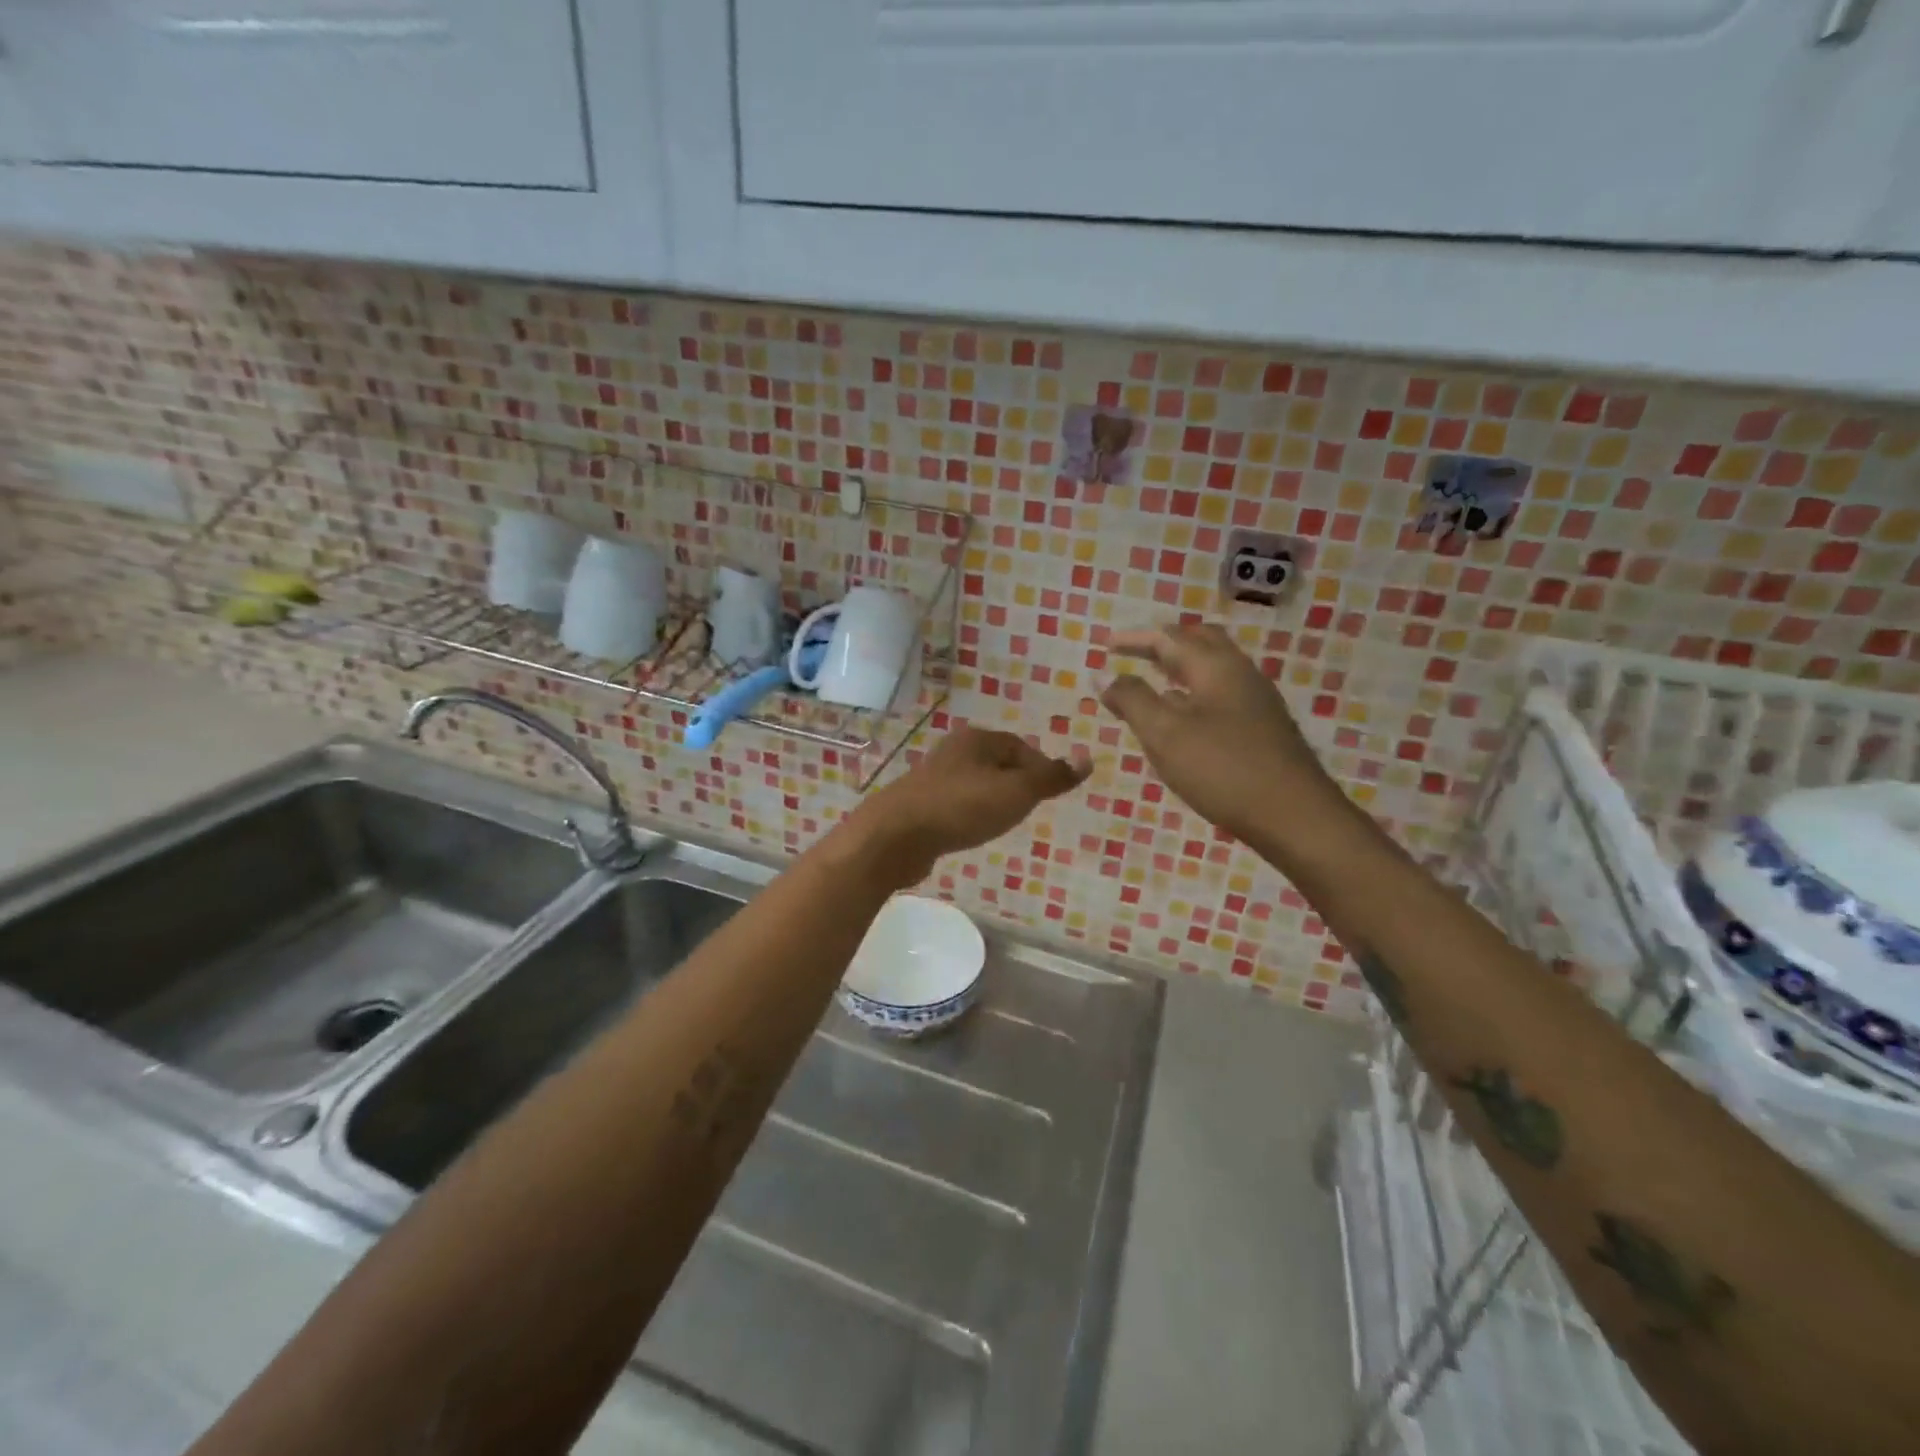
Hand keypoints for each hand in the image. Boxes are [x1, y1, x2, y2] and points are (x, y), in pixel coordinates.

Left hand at [842, 725, 1090, 886]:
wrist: (897, 835)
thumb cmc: (963, 807)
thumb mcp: (1017, 792)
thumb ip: (1051, 778)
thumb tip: (1087, 759)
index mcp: (978, 739)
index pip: (1021, 747)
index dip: (1041, 769)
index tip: (1051, 796)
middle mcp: (954, 751)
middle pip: (998, 764)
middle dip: (1017, 785)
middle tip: (1029, 810)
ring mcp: (934, 777)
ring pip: (977, 784)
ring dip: (993, 800)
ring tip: (1003, 823)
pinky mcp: (921, 803)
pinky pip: (957, 804)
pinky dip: (971, 814)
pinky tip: (972, 831)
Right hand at [1102, 621, 1344, 842]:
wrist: (1295, 816)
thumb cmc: (1223, 769)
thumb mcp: (1164, 734)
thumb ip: (1132, 700)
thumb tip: (1106, 678)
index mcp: (1215, 666)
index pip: (1168, 638)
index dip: (1134, 639)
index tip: (1106, 645)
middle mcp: (1239, 673)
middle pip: (1199, 642)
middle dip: (1163, 645)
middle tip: (1133, 655)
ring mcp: (1256, 701)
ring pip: (1212, 670)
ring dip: (1179, 669)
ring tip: (1151, 685)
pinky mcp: (1263, 727)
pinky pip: (1221, 695)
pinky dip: (1193, 694)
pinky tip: (1181, 720)